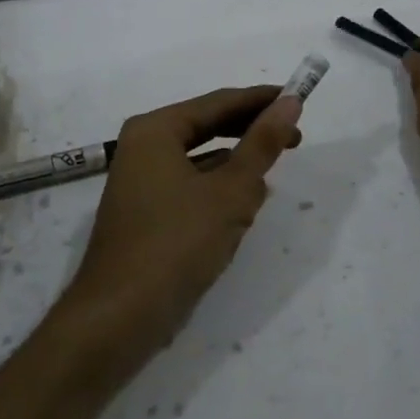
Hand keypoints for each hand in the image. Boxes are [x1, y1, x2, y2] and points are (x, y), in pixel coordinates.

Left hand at [59, 85, 301, 371]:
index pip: (218, 102)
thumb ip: (262, 143)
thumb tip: (290, 102)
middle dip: (250, 134)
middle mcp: (143, 148)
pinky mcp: (146, 214)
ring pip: (201, 160)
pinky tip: (243, 207)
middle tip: (295, 138)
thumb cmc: (177, 243)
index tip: (299, 101)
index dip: (261, 100)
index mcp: (155, 130)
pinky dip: (218, 190)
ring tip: (271, 174)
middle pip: (207, 127)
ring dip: (236, 165)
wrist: (120, 317)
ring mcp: (141, 182)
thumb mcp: (231, 191)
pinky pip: (190, 186)